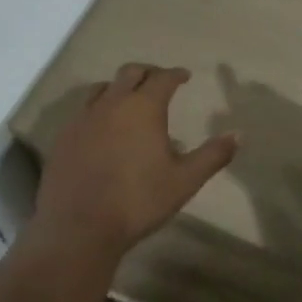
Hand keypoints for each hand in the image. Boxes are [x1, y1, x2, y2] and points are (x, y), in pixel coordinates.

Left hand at [33, 64, 238, 265]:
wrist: (79, 228)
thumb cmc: (138, 201)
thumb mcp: (184, 181)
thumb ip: (212, 155)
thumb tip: (238, 135)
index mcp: (143, 107)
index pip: (163, 78)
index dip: (176, 74)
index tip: (184, 76)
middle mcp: (111, 103)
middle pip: (130, 73)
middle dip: (148, 72)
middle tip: (158, 81)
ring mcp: (83, 119)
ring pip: (101, 89)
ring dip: (118, 88)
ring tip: (127, 100)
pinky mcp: (63, 138)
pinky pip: (82, 111)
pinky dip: (97, 110)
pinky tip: (101, 129)